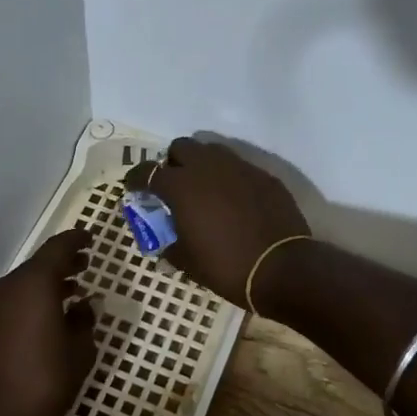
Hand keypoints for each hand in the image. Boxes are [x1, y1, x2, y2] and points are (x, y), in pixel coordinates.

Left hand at [0, 230, 96, 415]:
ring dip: (48, 282)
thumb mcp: (79, 352)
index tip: (91, 238)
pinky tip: (50, 315)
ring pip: (24, 282)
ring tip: (73, 290)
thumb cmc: (44, 384)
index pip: (58, 248)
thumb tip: (84, 305)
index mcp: (33, 285)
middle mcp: (8, 287)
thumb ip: (84, 321)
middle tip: (86, 264)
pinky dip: (33, 298)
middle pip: (39, 264)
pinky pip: (14, 300)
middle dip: (64, 262)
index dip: (76, 240)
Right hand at [122, 138, 310, 306]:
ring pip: (212, 151)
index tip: (134, 188)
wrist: (282, 268)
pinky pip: (239, 167)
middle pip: (181, 147)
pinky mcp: (264, 175)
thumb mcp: (187, 262)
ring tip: (204, 189)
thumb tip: (167, 242)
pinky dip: (229, 178)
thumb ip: (171, 244)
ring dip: (202, 164)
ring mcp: (239, 168)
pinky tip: (233, 200)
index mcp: (181, 186)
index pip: (148, 172)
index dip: (137, 179)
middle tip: (174, 185)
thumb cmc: (226, 266)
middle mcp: (208, 167)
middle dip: (173, 162)